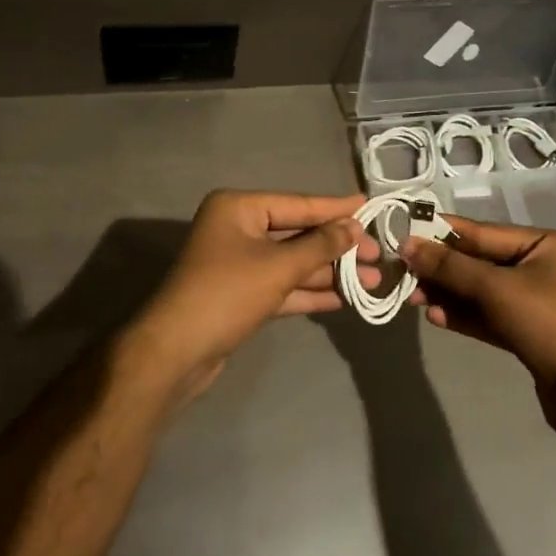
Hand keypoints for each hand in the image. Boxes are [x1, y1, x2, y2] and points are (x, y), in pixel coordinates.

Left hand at [128, 190, 379, 397]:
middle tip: (378, 254)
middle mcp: (237, 229)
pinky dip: (309, 291)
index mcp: (238, 208)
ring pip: (292, 262)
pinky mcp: (241, 295)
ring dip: (328, 272)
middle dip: (337, 247)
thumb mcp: (278, 266)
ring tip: (371, 279)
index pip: (298, 204)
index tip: (370, 205)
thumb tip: (353, 228)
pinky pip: (282, 286)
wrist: (176, 351)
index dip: (335, 208)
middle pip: (297, 233)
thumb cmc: (227, 293)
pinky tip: (343, 298)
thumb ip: (320, 246)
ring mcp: (238, 263)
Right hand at [401, 218, 555, 422]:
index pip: (485, 232)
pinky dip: (465, 315)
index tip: (407, 233)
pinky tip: (436, 317)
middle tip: (404, 272)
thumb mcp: (496, 288)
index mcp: (547, 244)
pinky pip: (491, 315)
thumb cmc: (548, 323)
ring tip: (413, 297)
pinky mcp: (531, 331)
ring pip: (484, 291)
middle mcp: (544, 267)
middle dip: (443, 269)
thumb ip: (450, 266)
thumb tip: (408, 245)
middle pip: (482, 261)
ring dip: (449, 294)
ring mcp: (539, 301)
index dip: (444, 233)